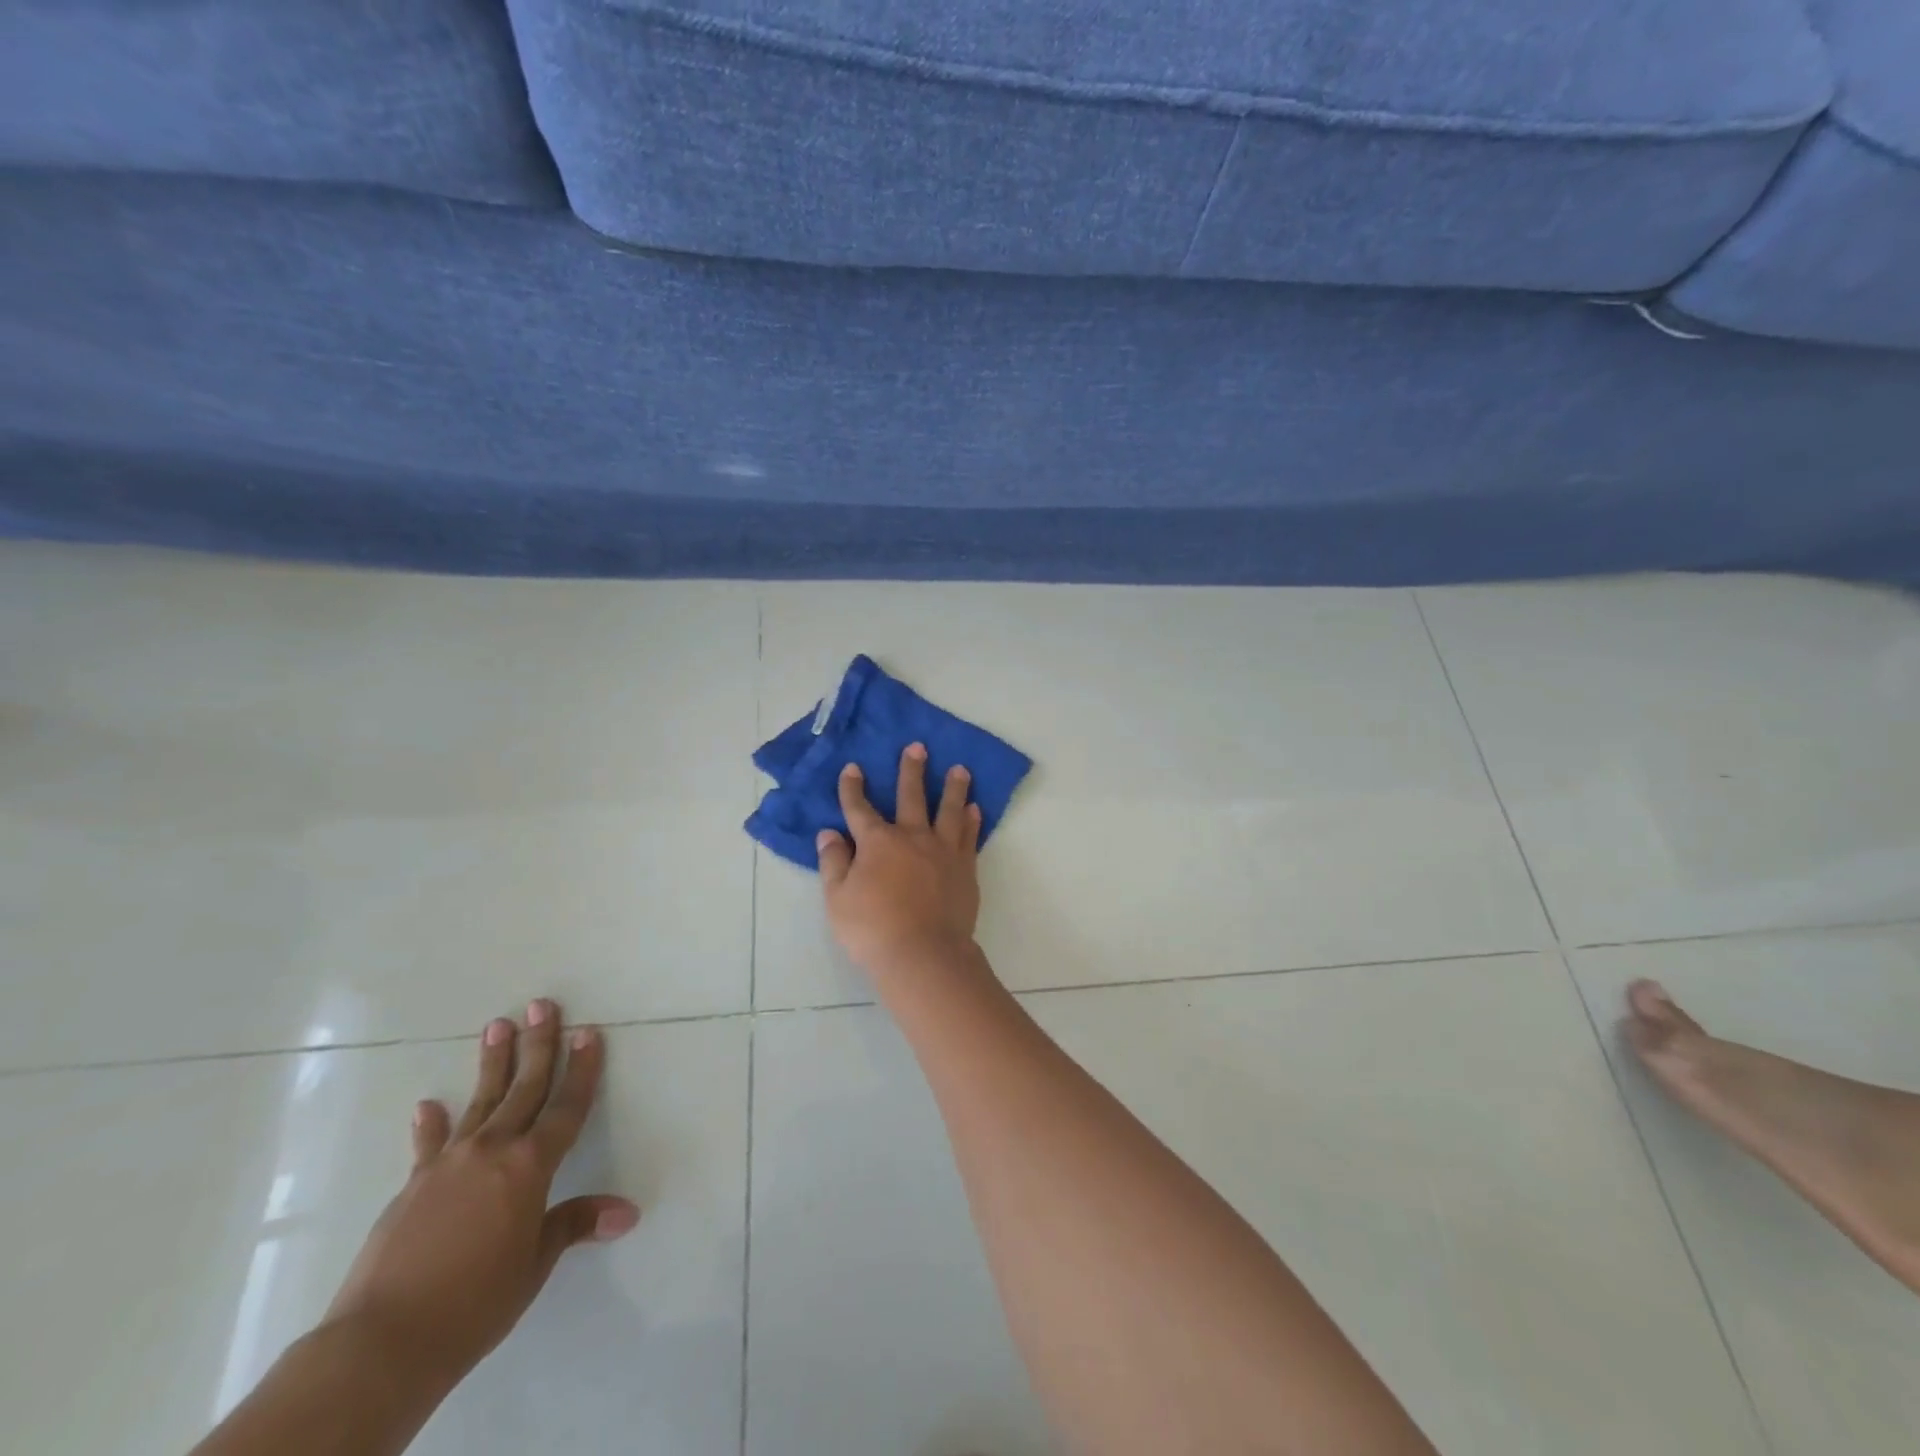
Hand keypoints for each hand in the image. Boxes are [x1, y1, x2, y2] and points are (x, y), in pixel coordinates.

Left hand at [320, 1000, 639, 1386]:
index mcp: (530, 1166)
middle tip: (542, 1005)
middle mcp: (492, 1151)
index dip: (582, 1068)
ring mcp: (448, 1164)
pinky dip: (432, 1124)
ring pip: (480, 1101)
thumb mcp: (534, 1264)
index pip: (567, 1106)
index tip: (589, 1032)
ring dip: (493, 1063)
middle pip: (524, 1087)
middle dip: (538, 1044)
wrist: (382, 1342)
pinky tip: (429, 1105)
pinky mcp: (412, 1186)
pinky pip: (429, 1145)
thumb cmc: (475, 1302)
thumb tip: (627, 1212)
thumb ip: (575, 1224)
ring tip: (497, 1025)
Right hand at [817, 743, 982, 977]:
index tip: (853, 768)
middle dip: (911, 770)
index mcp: (877, 842)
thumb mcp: (837, 899)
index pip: (860, 808)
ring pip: (949, 810)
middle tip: (918, 747)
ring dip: (954, 788)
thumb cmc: (872, 929)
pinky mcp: (965, 868)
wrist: (924, 954)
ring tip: (960, 769)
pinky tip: (975, 809)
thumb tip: (829, 833)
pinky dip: (972, 821)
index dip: (853, 788)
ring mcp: (943, 851)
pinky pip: (970, 837)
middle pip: (911, 796)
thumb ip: (834, 862)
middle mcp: (912, 837)